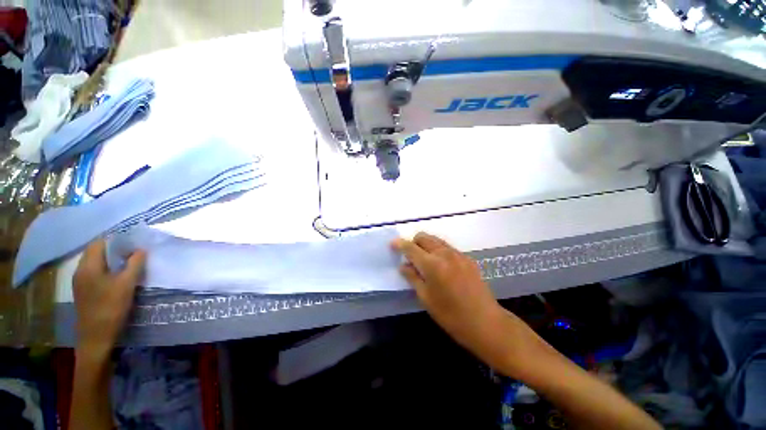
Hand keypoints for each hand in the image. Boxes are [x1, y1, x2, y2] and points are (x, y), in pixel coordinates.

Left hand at [73, 240, 145, 357]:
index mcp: (88, 266)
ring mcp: (80, 282)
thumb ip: (134, 264)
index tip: (133, 242)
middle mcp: (80, 271)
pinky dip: (106, 269)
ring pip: (95, 263)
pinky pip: (94, 272)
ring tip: (128, 263)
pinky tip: (117, 277)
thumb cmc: (111, 308)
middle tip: (133, 252)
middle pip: (95, 252)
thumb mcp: (127, 284)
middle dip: (113, 249)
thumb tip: (141, 249)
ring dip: (110, 260)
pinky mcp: (83, 291)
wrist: (96, 337)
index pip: (99, 243)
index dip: (115, 239)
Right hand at [391, 233, 503, 351]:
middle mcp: (444, 253)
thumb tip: (403, 265)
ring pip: (436, 240)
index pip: (411, 247)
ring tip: (424, 260)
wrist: (485, 322)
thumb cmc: (450, 315)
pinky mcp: (467, 258)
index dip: (400, 244)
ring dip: (425, 244)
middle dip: (413, 242)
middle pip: (423, 237)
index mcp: (432, 264)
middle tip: (410, 256)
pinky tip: (440, 265)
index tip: (392, 244)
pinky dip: (438, 250)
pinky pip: (447, 247)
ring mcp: (458, 254)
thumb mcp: (426, 298)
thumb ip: (413, 278)